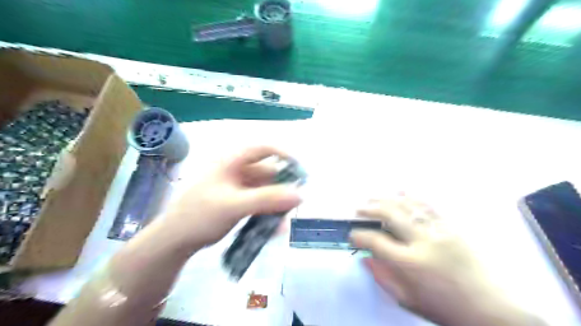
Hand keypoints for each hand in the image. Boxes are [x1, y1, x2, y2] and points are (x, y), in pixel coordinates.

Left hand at [162, 146, 298, 250]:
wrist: (176, 240)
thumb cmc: (200, 215)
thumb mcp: (235, 205)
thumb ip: (268, 199)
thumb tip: (300, 195)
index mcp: (232, 161)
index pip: (263, 148)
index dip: (284, 154)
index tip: (300, 170)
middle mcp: (237, 170)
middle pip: (268, 172)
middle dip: (282, 188)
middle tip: (294, 204)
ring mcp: (238, 187)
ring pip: (266, 190)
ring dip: (276, 204)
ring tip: (282, 223)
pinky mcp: (239, 201)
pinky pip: (260, 203)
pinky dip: (268, 213)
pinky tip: (273, 228)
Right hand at [350, 195, 544, 325]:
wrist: (492, 309)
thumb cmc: (446, 308)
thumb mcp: (408, 300)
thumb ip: (383, 277)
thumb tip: (365, 258)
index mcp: (410, 263)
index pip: (376, 241)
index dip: (359, 236)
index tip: (353, 235)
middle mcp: (422, 241)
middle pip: (390, 214)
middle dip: (370, 209)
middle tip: (359, 210)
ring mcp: (439, 230)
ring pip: (408, 205)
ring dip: (387, 199)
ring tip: (373, 198)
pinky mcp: (452, 226)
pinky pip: (428, 206)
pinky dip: (412, 197)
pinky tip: (401, 191)